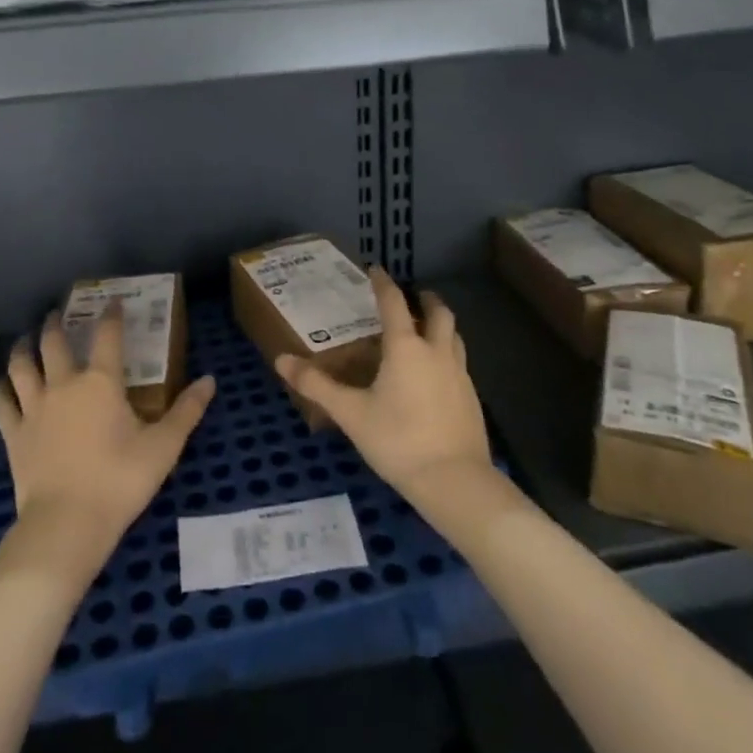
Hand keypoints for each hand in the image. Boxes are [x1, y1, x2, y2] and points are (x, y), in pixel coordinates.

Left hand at [0, 305, 214, 573]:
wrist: (67, 524)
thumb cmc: (120, 480)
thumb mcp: (164, 447)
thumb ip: (187, 411)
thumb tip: (210, 380)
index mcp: (101, 382)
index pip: (107, 336)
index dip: (110, 315)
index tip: (112, 301)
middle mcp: (64, 385)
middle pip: (54, 343)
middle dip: (55, 324)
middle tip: (56, 313)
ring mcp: (34, 408)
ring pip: (22, 366)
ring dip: (23, 348)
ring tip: (25, 339)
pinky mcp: (14, 434)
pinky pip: (3, 403)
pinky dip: (2, 389)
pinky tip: (3, 384)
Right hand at [276, 270, 492, 503]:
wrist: (455, 482)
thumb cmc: (398, 441)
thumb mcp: (351, 414)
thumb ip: (317, 385)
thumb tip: (281, 360)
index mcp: (405, 347)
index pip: (394, 303)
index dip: (383, 283)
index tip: (376, 270)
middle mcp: (436, 352)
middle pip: (438, 313)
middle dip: (426, 299)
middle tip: (413, 296)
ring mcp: (459, 374)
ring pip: (454, 336)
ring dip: (441, 325)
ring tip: (427, 330)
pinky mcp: (472, 398)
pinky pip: (459, 362)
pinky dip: (447, 354)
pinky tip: (436, 374)